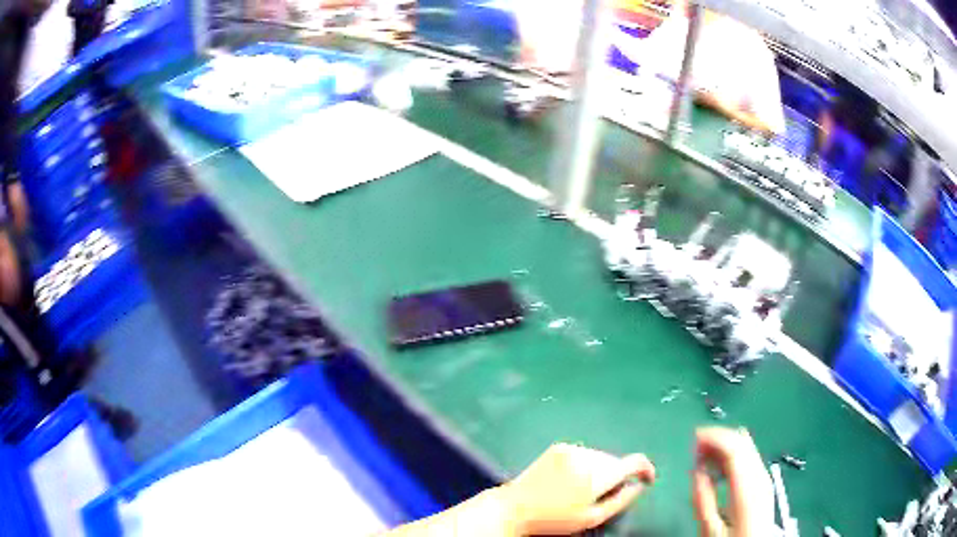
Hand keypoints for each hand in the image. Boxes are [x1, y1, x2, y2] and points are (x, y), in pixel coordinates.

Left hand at [502, 443, 655, 534]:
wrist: (515, 507)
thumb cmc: (554, 519)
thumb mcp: (591, 518)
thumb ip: (620, 501)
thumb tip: (639, 486)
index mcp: (597, 475)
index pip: (634, 462)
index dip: (646, 469)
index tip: (647, 480)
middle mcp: (587, 456)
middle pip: (616, 460)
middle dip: (618, 474)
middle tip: (605, 494)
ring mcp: (571, 448)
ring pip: (601, 456)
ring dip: (602, 469)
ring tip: (585, 489)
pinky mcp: (559, 447)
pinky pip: (585, 453)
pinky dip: (587, 463)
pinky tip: (571, 479)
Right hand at [692, 428, 774, 536]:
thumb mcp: (710, 529)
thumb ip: (702, 499)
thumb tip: (695, 471)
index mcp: (747, 486)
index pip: (735, 447)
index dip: (714, 437)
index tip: (694, 436)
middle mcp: (760, 476)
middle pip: (743, 441)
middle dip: (718, 437)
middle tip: (696, 443)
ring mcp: (764, 477)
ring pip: (747, 446)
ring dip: (725, 444)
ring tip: (704, 453)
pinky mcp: (763, 482)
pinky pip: (749, 456)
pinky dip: (732, 453)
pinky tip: (719, 464)